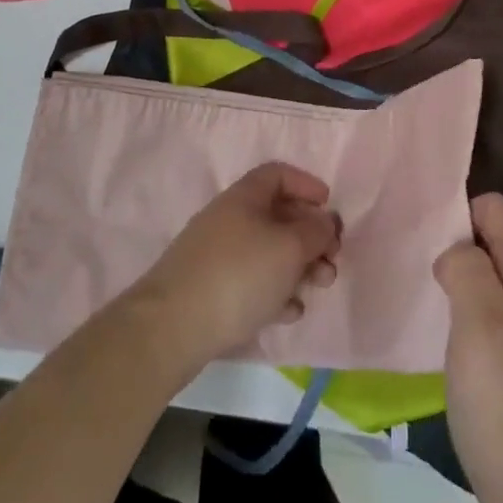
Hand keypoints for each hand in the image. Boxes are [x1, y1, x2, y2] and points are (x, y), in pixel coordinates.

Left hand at [123, 163, 341, 375]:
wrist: (171, 328)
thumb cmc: (238, 274)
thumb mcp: (289, 247)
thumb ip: (315, 231)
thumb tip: (325, 222)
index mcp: (244, 197)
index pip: (278, 174)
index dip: (306, 184)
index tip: (328, 206)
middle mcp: (230, 219)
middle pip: (278, 216)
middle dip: (310, 236)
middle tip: (332, 259)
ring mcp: (218, 256)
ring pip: (269, 252)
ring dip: (299, 267)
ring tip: (318, 288)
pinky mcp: (212, 291)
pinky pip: (253, 283)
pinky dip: (276, 292)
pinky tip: (288, 313)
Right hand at [435, 194, 502, 502]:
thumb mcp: (481, 322)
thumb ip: (467, 267)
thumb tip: (455, 250)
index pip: (496, 209)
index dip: (460, 213)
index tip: (427, 238)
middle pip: (492, 241)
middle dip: (455, 245)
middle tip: (419, 266)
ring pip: (487, 278)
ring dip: (457, 279)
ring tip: (426, 295)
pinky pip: (487, 314)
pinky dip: (463, 312)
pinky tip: (444, 333)